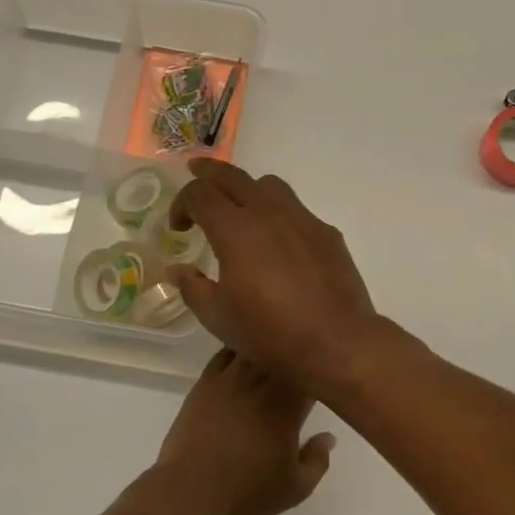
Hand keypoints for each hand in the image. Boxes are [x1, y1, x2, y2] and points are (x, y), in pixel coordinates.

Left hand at [152, 349, 335, 514]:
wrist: (190, 491)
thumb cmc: (247, 492)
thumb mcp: (296, 488)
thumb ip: (318, 459)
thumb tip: (328, 436)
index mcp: (288, 403)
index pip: (311, 373)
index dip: (320, 374)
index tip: (322, 383)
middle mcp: (261, 381)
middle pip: (284, 353)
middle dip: (296, 359)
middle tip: (300, 370)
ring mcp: (230, 377)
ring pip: (255, 347)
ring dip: (268, 350)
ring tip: (273, 358)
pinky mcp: (205, 381)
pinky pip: (226, 353)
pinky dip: (239, 351)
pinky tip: (243, 359)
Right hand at [165, 161, 385, 394]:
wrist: (335, 340)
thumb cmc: (270, 333)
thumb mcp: (219, 318)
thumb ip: (193, 288)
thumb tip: (178, 269)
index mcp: (235, 230)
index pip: (200, 194)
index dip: (182, 203)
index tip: (179, 226)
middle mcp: (268, 213)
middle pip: (233, 176)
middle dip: (208, 173)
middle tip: (195, 173)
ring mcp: (302, 219)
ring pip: (269, 185)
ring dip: (247, 189)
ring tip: (239, 208)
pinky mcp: (326, 233)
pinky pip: (296, 210)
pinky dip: (278, 214)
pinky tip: (277, 241)